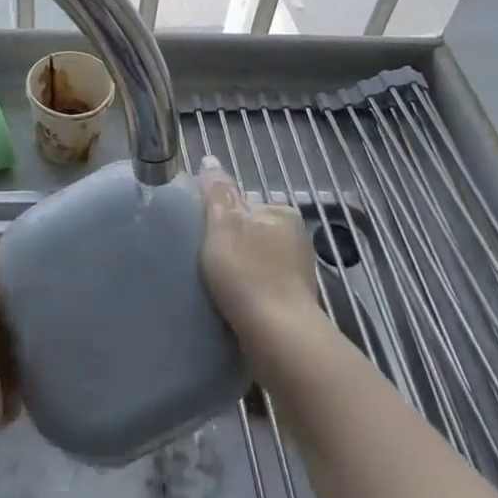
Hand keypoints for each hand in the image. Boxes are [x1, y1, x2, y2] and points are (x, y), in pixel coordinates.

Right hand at [193, 158, 327, 375]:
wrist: (277, 337)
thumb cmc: (247, 274)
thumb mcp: (224, 224)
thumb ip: (217, 191)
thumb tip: (210, 160)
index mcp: (282, 212)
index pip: (242, 201)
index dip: (218, 215)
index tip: (199, 235)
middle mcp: (296, 237)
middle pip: (249, 230)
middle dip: (229, 242)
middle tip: (201, 260)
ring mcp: (297, 271)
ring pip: (255, 259)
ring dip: (237, 268)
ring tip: (212, 284)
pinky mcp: (293, 301)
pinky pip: (261, 285)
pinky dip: (246, 290)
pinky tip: (230, 302)